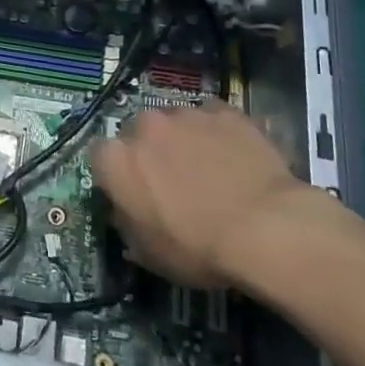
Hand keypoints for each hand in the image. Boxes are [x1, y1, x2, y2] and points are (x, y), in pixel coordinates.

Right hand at [92, 102, 335, 290]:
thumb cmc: (198, 248)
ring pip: (175, 122)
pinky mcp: (224, 111)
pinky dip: (216, 133)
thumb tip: (126, 214)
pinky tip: (233, 156)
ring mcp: (185, 113)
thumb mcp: (149, 254)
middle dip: (149, 151)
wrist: (265, 228)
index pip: (100, 157)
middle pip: (138, 133)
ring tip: (208, 168)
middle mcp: (144, 125)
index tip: (132, 193)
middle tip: (172, 181)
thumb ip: (128, 226)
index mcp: (116, 159)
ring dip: (183, 140)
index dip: (116, 174)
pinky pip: (212, 118)